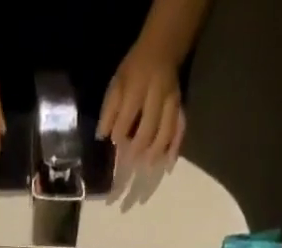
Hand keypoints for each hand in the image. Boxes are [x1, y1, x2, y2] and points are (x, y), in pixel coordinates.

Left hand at [98, 40, 184, 167]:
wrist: (163, 47)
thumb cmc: (135, 69)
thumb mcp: (118, 82)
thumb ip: (110, 109)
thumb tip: (101, 135)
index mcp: (138, 86)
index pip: (127, 115)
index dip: (120, 133)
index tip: (115, 141)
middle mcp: (158, 94)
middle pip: (149, 127)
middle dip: (138, 147)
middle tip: (130, 161)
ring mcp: (171, 101)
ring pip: (166, 131)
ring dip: (156, 151)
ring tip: (147, 166)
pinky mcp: (180, 107)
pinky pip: (180, 129)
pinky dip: (174, 147)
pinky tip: (168, 163)